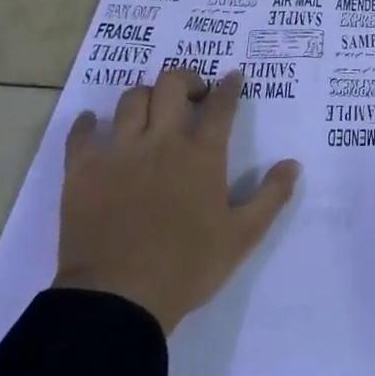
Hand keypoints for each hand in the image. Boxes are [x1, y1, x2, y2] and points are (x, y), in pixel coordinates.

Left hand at [54, 68, 300, 333]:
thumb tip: (292, 164)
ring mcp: (120, 152)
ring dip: (145, 97)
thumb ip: (272, 196)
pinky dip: (88, 124)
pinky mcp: (83, 171)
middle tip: (192, 94)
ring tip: (150, 110)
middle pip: (171, 85)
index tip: (233, 76)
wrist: (118, 299)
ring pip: (130, 99)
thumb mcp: (243, 235)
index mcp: (203, 154)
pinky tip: (94, 126)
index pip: (221, 104)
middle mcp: (162, 141)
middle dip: (185, 79)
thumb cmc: (187, 266)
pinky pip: (81, 133)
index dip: (229, 86)